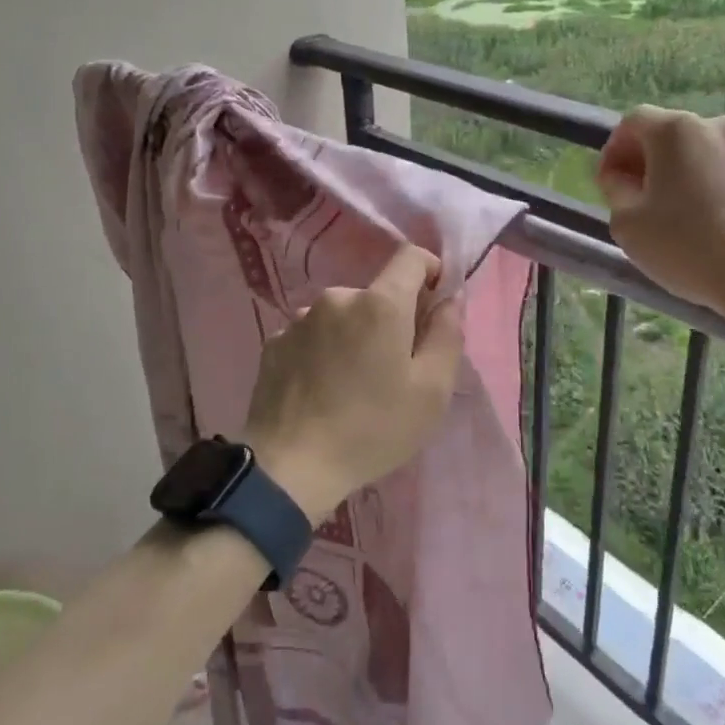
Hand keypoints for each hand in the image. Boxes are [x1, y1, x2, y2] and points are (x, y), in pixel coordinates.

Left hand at [243, 243, 465, 522]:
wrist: (289, 467)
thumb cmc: (372, 429)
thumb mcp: (432, 391)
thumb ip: (447, 334)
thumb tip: (449, 299)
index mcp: (380, 303)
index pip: (412, 257)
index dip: (431, 272)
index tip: (435, 305)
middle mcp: (337, 297)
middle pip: (377, 294)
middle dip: (392, 319)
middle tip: (394, 368)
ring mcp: (300, 318)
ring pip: (343, 315)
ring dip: (355, 336)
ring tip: (353, 384)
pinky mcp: (275, 342)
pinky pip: (313, 335)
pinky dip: (324, 351)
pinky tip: (322, 390)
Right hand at [595, 107, 724, 342]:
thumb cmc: (690, 248)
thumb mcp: (627, 225)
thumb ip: (616, 191)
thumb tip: (622, 178)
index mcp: (676, 130)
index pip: (633, 123)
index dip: (615, 150)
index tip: (610, 183)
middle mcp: (720, 123)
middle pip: (674, 135)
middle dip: (653, 162)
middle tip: (642, 200)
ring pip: (709, 152)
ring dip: (690, 172)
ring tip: (686, 212)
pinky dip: (722, 185)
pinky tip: (721, 220)